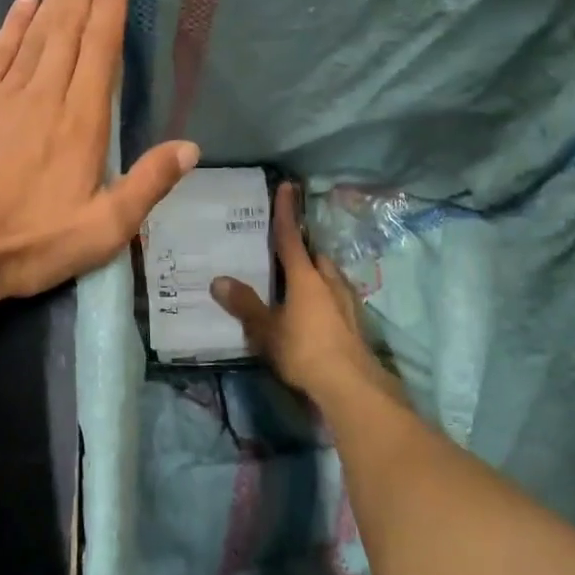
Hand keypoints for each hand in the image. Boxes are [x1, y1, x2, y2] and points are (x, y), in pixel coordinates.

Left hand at [0, 0, 198, 320]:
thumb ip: (146, 186)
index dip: (111, 7)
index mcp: (80, 124)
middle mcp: (44, 96)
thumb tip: (190, 147)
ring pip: (35, 31)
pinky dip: (12, 23)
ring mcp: (4, 96)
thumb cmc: (28, 244)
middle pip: (67, 27)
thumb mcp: (101, 232)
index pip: (100, 50)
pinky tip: (23, 0)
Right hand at [211, 182, 394, 409]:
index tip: (287, 186)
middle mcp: (329, 282)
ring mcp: (348, 302)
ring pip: (330, 278)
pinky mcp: (357, 324)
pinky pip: (337, 299)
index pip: (290, 237)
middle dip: (302, 253)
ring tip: (298, 286)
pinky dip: (325, 299)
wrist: (352, 387)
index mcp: (305, 277)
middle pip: (315, 258)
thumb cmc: (304, 351)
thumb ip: (244, 305)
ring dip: (316, 276)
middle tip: (284, 256)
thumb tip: (218, 280)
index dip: (285, 212)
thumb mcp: (266, 330)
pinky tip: (316, 315)